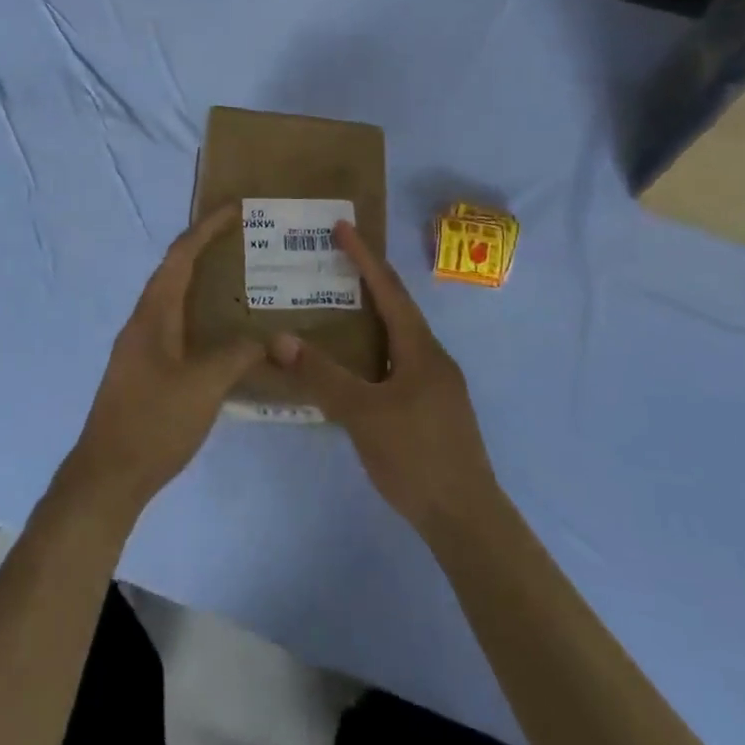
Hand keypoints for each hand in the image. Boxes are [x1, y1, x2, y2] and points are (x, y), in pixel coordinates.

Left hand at [61, 205, 262, 519]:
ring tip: (238, 279)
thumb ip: (237, 356)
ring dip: (201, 282)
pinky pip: (175, 325)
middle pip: (174, 271)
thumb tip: (266, 339)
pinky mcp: (144, 370)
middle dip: (204, 249)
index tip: (234, 209)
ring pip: (173, 300)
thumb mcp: (204, 386)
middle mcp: (142, 322)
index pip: (180, 256)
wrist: (108, 475)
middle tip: (242, 240)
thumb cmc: (154, 422)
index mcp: (152, 314)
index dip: (205, 229)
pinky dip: (199, 315)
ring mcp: (140, 347)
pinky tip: (222, 334)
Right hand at [270, 221, 498, 539]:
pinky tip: (357, 367)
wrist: (466, 518)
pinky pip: (400, 362)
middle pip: (398, 308)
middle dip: (368, 281)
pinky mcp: (434, 409)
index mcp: (420, 349)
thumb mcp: (362, 413)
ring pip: (399, 338)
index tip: (343, 226)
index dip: (364, 257)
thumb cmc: (416, 456)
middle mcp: (433, 358)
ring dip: (372, 317)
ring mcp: (437, 385)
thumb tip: (278, 339)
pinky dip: (375, 349)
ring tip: (340, 307)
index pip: (388, 290)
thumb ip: (321, 375)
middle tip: (336, 261)